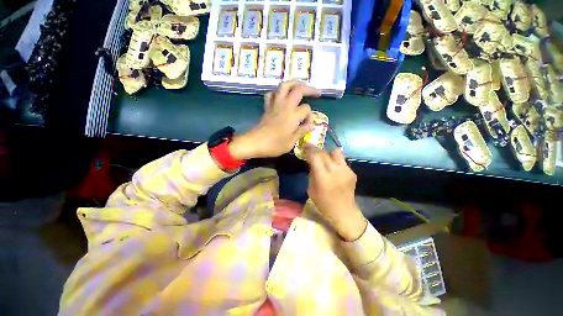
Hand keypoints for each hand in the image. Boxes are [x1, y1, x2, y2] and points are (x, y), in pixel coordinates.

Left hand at [229, 81, 320, 159]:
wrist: (254, 143)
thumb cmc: (274, 145)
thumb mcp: (291, 142)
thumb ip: (302, 131)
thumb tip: (312, 125)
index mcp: (293, 116)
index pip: (306, 109)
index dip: (310, 116)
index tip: (308, 124)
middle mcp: (285, 106)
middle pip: (298, 89)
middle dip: (310, 89)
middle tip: (317, 93)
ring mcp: (275, 104)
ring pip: (284, 86)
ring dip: (294, 83)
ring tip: (301, 87)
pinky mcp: (267, 107)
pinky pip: (271, 94)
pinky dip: (277, 92)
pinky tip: (282, 96)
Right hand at [306, 147, 366, 240]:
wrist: (344, 212)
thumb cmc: (324, 204)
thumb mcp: (311, 189)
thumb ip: (312, 173)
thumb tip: (312, 162)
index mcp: (324, 178)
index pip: (316, 157)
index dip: (309, 150)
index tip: (305, 147)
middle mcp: (336, 171)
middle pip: (324, 153)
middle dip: (316, 150)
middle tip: (311, 151)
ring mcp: (346, 171)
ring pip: (335, 152)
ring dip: (327, 153)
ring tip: (323, 159)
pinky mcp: (352, 172)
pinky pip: (341, 161)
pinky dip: (334, 161)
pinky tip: (332, 169)